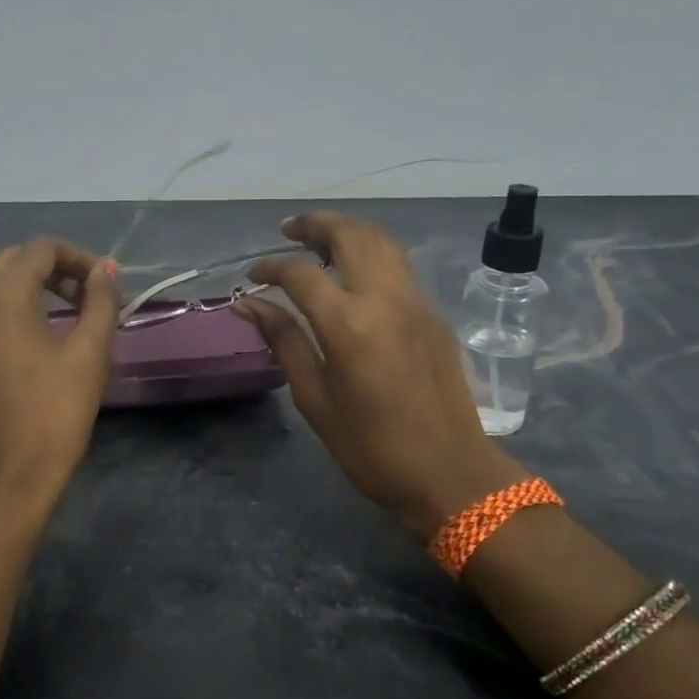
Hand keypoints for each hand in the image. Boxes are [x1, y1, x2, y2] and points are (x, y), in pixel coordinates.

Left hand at [0, 239, 118, 497]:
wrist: (3, 480)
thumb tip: (105, 268)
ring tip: (55, 324)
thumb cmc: (53, 414)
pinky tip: (19, 353)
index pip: (42, 249)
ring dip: (24, 294)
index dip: (79, 258)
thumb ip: (100, 301)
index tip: (103, 285)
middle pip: (11, 264)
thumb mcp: (89, 353)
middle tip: (84, 301)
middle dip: (51, 273)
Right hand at [235, 212, 527, 539]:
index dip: (271, 267)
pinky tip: (354, 275)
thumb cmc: (370, 447)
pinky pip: (399, 266)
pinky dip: (371, 254)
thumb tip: (249, 304)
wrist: (449, 473)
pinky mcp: (434, 314)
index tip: (252, 276)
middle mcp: (386, 299)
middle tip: (288, 231)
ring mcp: (416, 302)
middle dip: (315, 225)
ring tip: (319, 242)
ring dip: (348, 231)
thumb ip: (283, 341)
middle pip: (350, 235)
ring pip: (382, 241)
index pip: (300, 274)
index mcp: (349, 325)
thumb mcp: (315, 398)